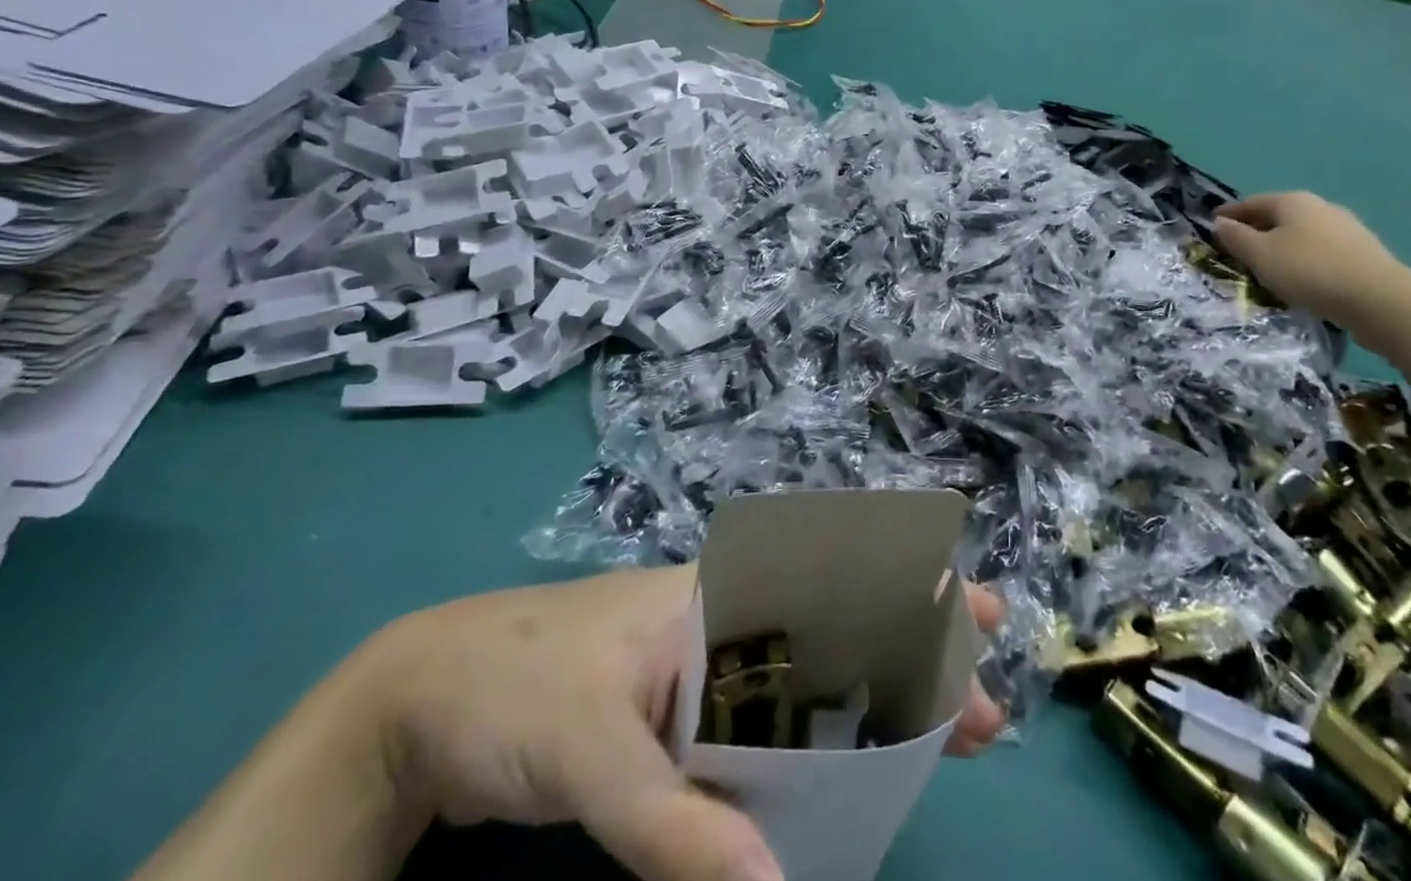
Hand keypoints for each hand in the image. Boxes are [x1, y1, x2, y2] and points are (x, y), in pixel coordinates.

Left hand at [361, 567, 1005, 880]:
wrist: (425, 698)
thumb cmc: (514, 693)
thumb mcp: (590, 752)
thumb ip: (674, 825)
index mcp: (716, 601)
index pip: (832, 585)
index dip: (908, 598)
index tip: (975, 620)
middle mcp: (724, 627)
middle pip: (838, 631)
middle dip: (915, 656)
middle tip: (985, 703)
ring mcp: (705, 673)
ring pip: (812, 679)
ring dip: (877, 702)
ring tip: (943, 733)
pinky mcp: (682, 719)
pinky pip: (769, 725)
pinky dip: (817, 744)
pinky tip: (849, 769)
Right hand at [1213, 192, 1406, 329]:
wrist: (1379, 300)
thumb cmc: (1308, 270)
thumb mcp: (1260, 254)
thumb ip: (1236, 237)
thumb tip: (1220, 223)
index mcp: (1293, 201)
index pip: (1251, 202)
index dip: (1230, 213)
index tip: (1213, 225)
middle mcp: (1320, 207)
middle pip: (1278, 216)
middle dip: (1256, 229)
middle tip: (1236, 248)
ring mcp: (1346, 229)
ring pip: (1301, 234)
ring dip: (1280, 246)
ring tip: (1266, 266)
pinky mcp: (1362, 254)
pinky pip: (1320, 251)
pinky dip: (1303, 259)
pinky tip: (1299, 277)